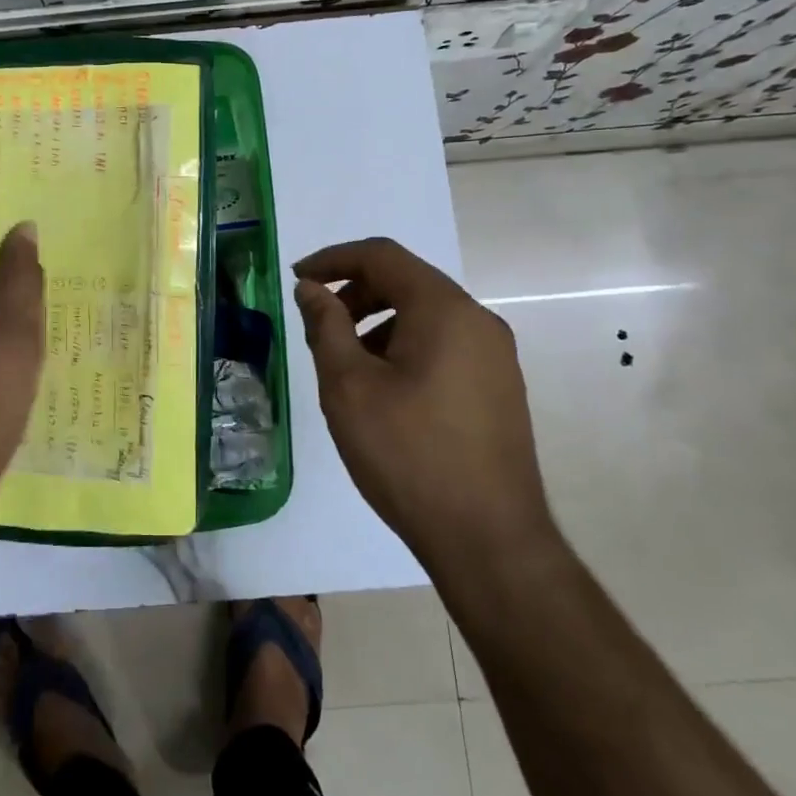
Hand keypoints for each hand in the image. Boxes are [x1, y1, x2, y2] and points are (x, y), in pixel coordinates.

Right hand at [293, 238, 555, 568]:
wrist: (488, 539)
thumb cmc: (408, 454)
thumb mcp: (349, 386)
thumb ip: (326, 326)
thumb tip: (311, 289)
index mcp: (444, 309)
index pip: (382, 255)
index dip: (333, 259)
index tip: (297, 279)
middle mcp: (478, 321)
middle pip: (407, 282)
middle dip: (355, 293)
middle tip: (319, 325)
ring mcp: (495, 356)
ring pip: (426, 315)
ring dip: (378, 322)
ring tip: (347, 365)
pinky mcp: (498, 388)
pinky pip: (444, 344)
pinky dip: (405, 346)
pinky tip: (384, 390)